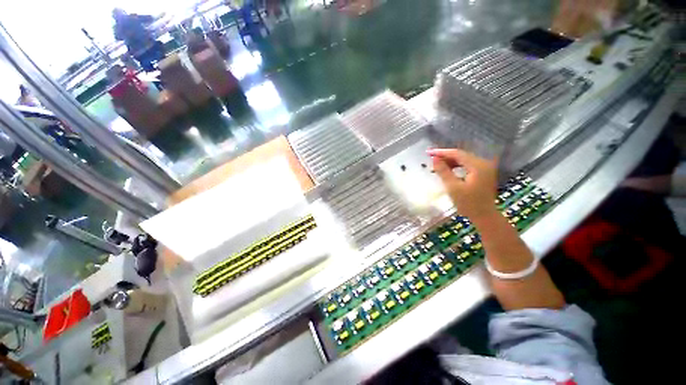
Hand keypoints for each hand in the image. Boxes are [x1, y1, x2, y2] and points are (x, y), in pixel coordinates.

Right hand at [428, 148, 498, 220]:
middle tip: (431, 158)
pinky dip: (456, 166)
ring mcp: (484, 168)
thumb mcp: (453, 187)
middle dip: (445, 156)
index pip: (457, 154)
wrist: (484, 216)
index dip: (442, 152)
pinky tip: (448, 170)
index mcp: (478, 166)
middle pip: (461, 155)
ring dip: (450, 162)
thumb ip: (443, 172)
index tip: (428, 152)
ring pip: (464, 160)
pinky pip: (467, 165)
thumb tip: (434, 159)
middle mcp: (483, 163)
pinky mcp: (483, 173)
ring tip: (437, 165)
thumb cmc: (468, 203)